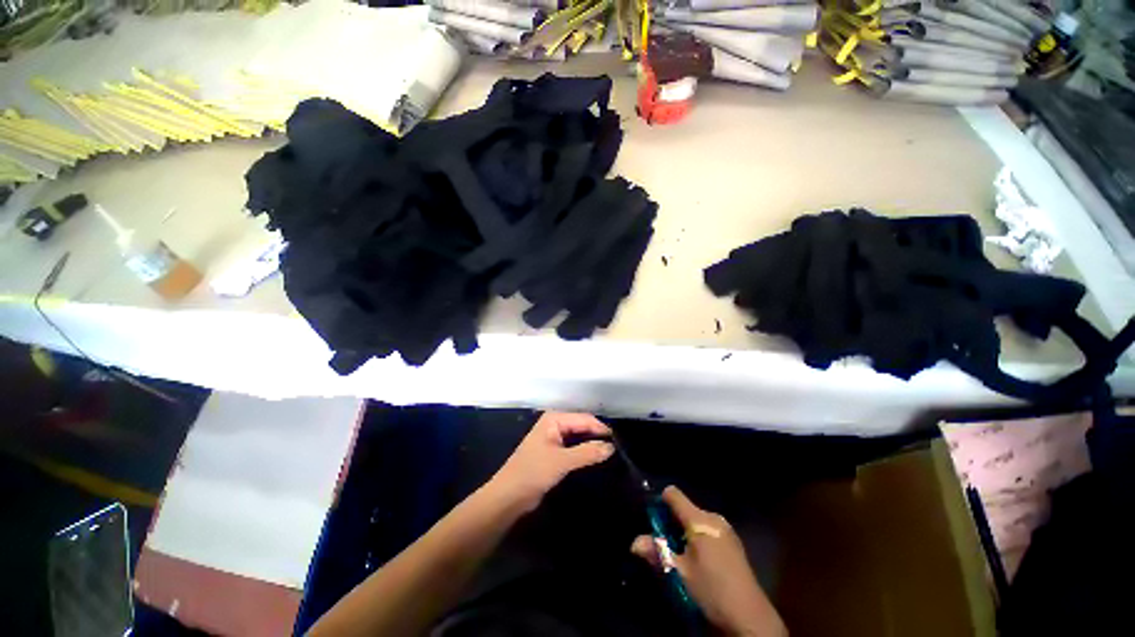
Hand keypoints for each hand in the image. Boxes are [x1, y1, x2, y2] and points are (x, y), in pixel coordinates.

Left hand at [487, 412, 614, 512]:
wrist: (509, 496)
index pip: (583, 418)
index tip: (618, 441)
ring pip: (579, 436)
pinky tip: (595, 458)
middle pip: (582, 425)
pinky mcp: (554, 451)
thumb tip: (611, 447)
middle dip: (597, 435)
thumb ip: (587, 453)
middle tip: (617, 448)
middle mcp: (555, 423)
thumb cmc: (533, 472)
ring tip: (610, 453)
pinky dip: (584, 451)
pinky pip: (574, 446)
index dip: (600, 428)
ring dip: (591, 443)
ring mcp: (554, 437)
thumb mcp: (562, 461)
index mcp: (554, 418)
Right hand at [631, 487, 786, 636]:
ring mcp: (726, 529)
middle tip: (666, 546)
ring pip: (696, 521)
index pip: (673, 494)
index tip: (653, 521)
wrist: (750, 617)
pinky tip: (700, 563)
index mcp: (699, 519)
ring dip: (684, 533)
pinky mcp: (733, 542)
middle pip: (684, 509)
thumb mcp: (679, 574)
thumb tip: (634, 542)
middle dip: (671, 523)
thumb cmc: (711, 590)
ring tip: (682, 557)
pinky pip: (708, 530)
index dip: (660, 503)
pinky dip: (698, 539)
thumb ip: (656, 553)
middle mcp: (713, 517)